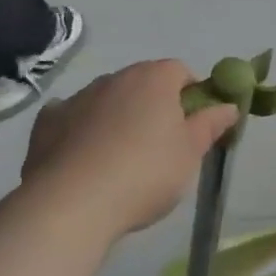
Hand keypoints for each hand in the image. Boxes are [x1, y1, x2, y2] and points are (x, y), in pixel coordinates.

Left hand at [20, 60, 238, 240]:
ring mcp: (78, 98)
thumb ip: (210, 125)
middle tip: (161, 145)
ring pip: (107, 100)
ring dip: (117, 117)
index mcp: (154, 79)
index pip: (180, 71)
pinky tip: (84, 157)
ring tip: (120, 158)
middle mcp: (115, 78)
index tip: (193, 124)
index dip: (190, 93)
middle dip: (153, 105)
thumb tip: (228, 106)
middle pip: (142, 83)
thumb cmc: (145, 173)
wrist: (71, 205)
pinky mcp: (47, 123)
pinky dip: (80, 129)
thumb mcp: (190, 153)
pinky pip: (71, 117)